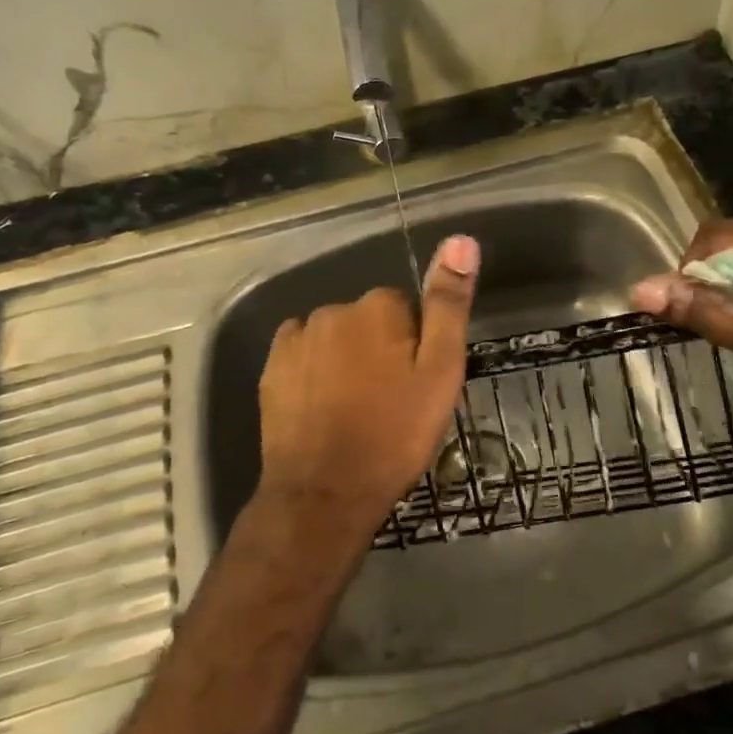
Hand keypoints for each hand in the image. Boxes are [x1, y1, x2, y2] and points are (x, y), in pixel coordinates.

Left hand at [256, 234, 479, 546]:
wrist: (325, 493)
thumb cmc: (394, 434)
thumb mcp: (440, 372)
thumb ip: (448, 305)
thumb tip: (460, 240)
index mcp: (378, 308)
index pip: (404, 309)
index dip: (413, 345)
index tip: (414, 383)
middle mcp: (333, 310)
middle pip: (367, 320)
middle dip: (379, 349)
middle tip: (389, 401)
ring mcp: (297, 338)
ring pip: (334, 338)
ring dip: (345, 359)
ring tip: (356, 409)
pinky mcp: (272, 368)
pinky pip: (302, 353)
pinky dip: (313, 370)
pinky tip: (322, 406)